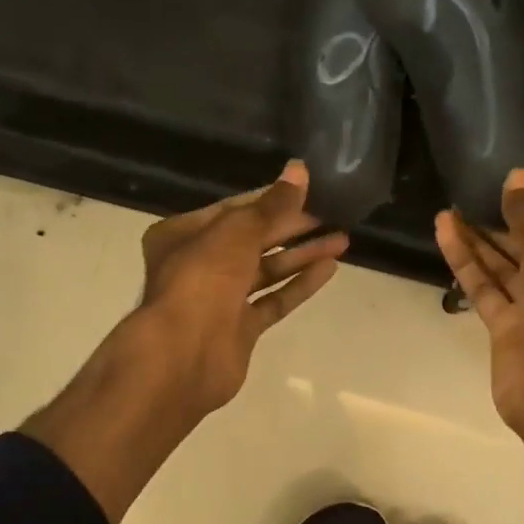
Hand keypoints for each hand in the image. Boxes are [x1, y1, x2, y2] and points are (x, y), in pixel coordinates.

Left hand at [133, 161, 348, 418]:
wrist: (184, 354)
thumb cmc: (202, 278)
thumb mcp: (238, 230)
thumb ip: (272, 204)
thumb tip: (299, 170)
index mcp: (181, 234)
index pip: (233, 209)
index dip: (271, 199)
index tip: (308, 191)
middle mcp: (197, 264)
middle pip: (251, 239)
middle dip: (291, 227)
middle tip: (331, 214)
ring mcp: (219, 300)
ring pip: (265, 270)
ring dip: (301, 255)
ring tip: (342, 239)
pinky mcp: (239, 329)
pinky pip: (272, 300)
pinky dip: (298, 285)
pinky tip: (328, 269)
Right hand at [435, 169, 523, 450]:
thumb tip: (516, 176)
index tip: (509, 192)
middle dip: (504, 226)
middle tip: (472, 198)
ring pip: (508, 271)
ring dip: (479, 242)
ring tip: (447, 211)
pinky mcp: (510, 334)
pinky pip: (488, 290)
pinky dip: (468, 264)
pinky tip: (445, 233)